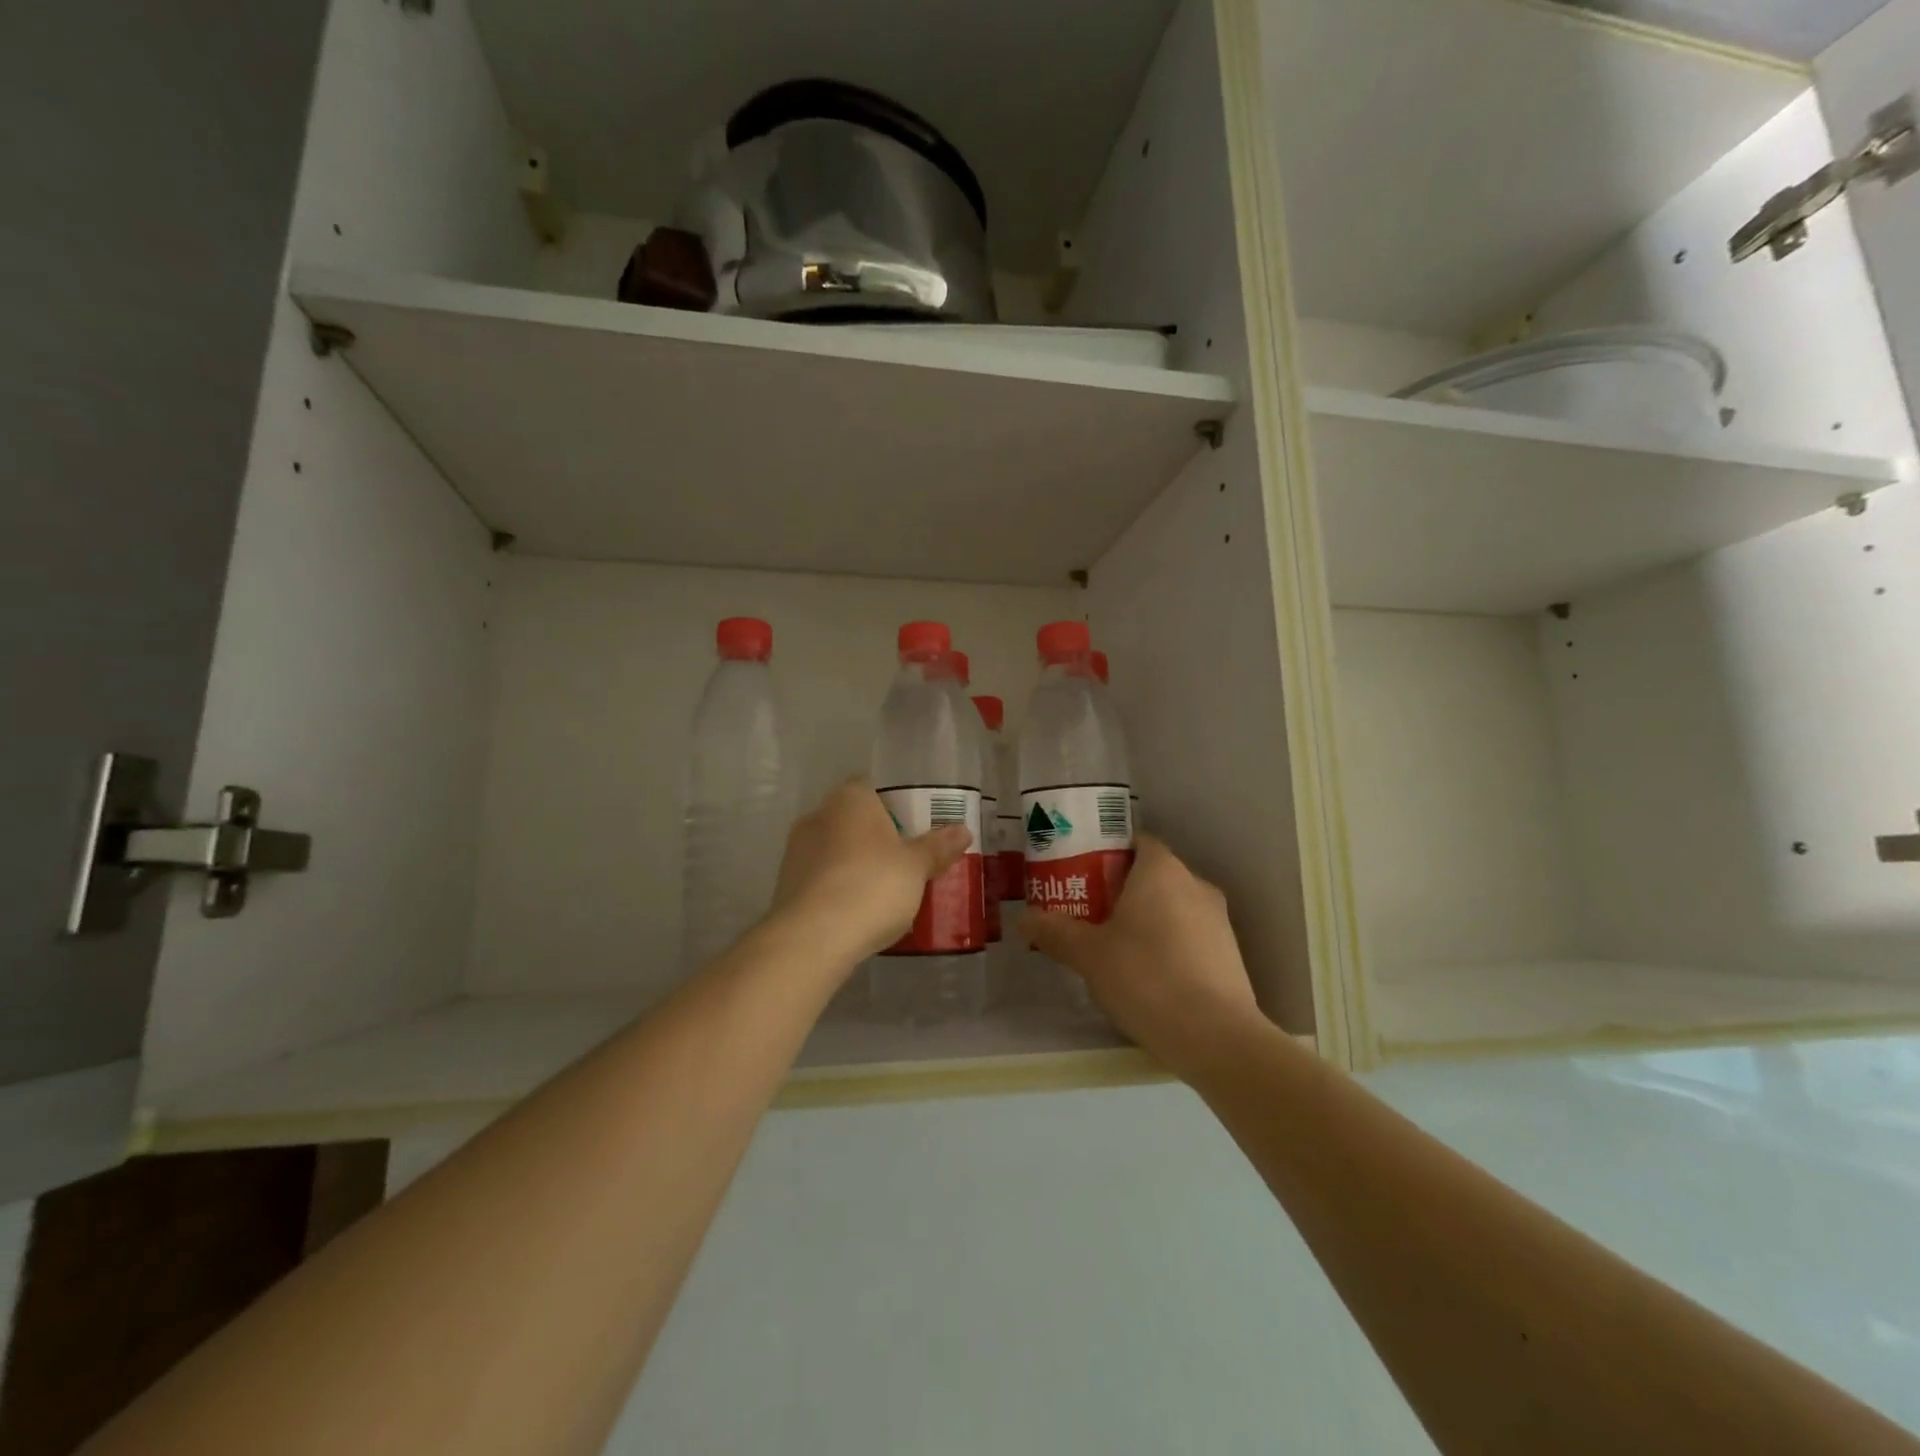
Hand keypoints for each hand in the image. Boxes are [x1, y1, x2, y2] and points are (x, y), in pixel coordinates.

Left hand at [769, 778, 971, 966]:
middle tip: (906, 861)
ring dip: (856, 865)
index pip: (872, 788)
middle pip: (853, 820)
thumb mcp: (916, 867)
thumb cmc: (872, 886)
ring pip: (836, 850)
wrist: (813, 938)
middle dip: (876, 838)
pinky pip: (822, 879)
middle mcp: (817, 816)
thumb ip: (937, 847)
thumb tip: (963, 831)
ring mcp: (796, 852)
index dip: (895, 805)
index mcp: (849, 799)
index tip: (915, 828)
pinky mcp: (786, 886)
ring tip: (886, 892)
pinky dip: (839, 889)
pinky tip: (859, 912)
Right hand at [1021, 835, 1263, 1075]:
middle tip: (1090, 914)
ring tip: (1114, 948)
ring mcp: (1218, 920)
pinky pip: (1190, 935)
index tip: (1083, 876)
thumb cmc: (1145, 977)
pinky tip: (1148, 976)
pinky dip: (1169, 944)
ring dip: (1147, 919)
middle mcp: (1195, 884)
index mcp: (1161, 870)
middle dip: (1122, 890)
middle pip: (1153, 875)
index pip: (1136, 842)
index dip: (1108, 855)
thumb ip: (1055, 932)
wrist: (1215, 1037)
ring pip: (1173, 906)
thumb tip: (1023, 919)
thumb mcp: (1089, 955)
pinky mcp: (1230, 954)